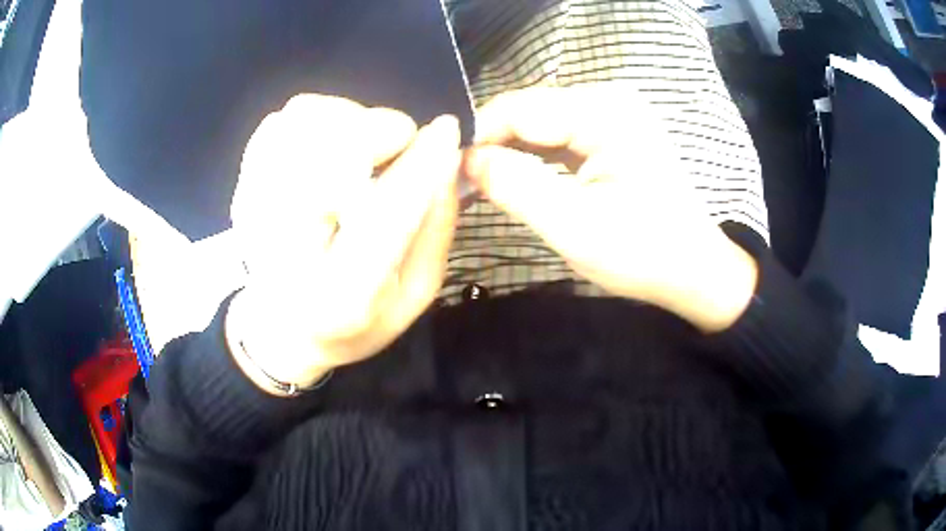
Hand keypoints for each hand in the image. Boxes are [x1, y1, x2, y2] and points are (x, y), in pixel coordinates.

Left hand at [227, 95, 460, 390]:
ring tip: (365, 149)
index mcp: (340, 296)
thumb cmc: (354, 319)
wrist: (280, 327)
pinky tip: (333, 146)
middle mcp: (284, 250)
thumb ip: (436, 226)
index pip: (384, 216)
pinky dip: (320, 117)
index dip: (421, 165)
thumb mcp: (414, 292)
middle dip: (381, 131)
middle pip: (329, 153)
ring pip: (304, 121)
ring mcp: (252, 208)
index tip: (448, 131)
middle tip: (401, 145)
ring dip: (351, 120)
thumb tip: (446, 154)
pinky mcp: (242, 181)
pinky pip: (284, 119)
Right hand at [464, 85, 757, 331]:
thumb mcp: (573, 226)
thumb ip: (515, 186)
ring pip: (541, 123)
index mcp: (605, 112)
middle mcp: (609, 100)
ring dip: (511, 152)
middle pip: (529, 111)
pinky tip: (517, 178)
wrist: (695, 271)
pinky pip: (560, 135)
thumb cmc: (643, 254)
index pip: (520, 108)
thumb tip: (464, 160)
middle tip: (463, 184)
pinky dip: (535, 157)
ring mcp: (614, 115)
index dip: (478, 136)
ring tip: (483, 184)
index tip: (449, 173)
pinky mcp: (614, 134)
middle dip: (493, 145)